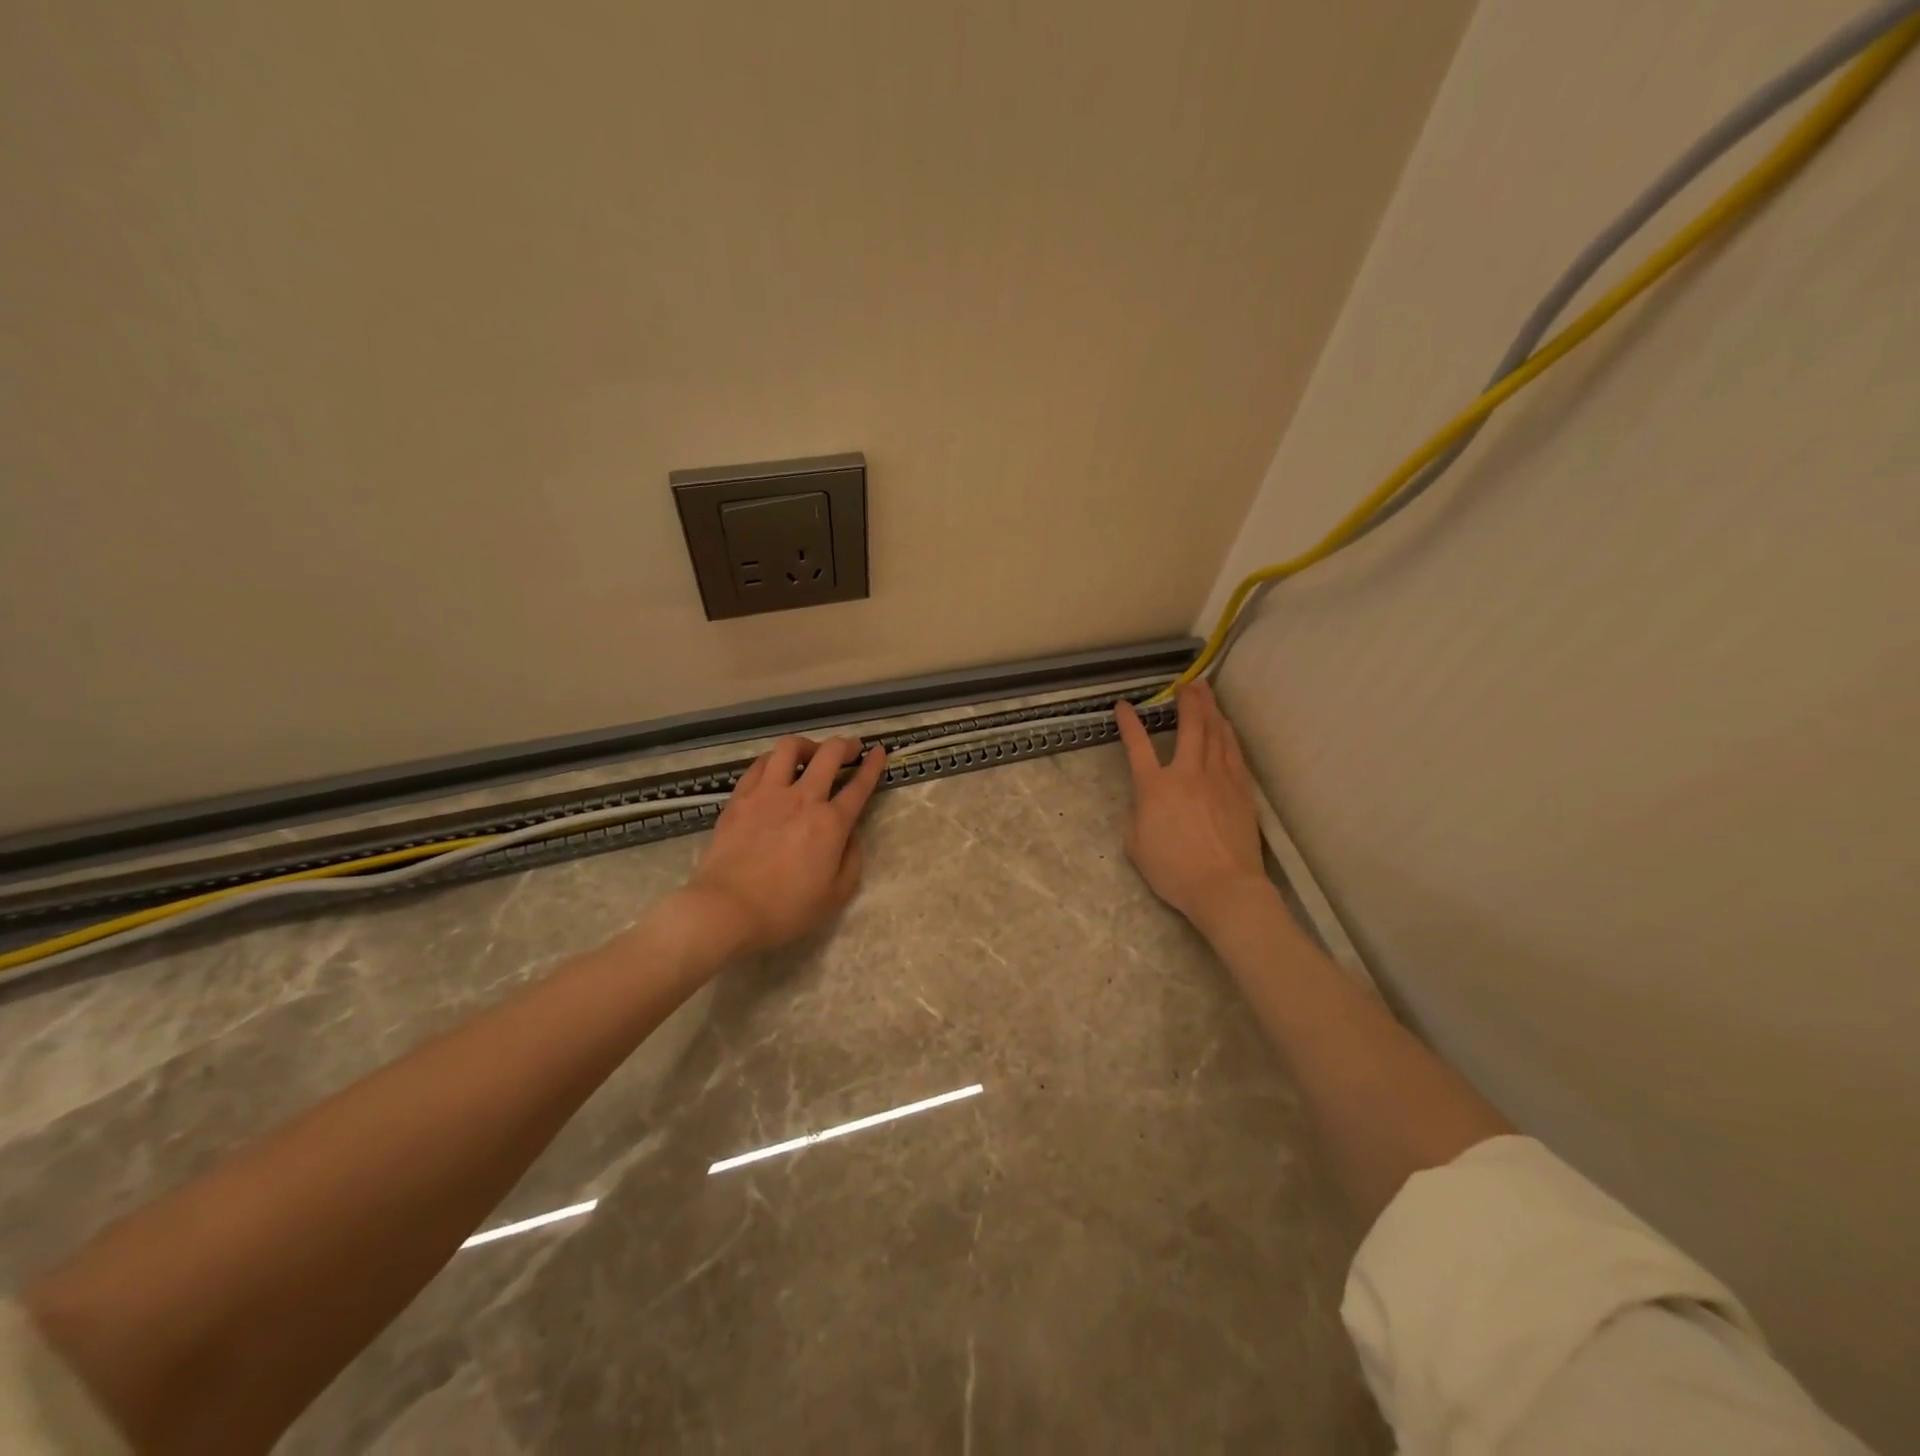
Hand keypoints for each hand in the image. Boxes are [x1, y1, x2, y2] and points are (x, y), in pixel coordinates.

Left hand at [680, 735, 886, 953]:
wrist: (727, 908)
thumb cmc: (786, 909)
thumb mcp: (836, 895)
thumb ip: (851, 859)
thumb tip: (850, 835)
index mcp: (831, 823)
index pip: (859, 785)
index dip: (872, 766)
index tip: (879, 751)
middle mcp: (803, 798)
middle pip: (829, 754)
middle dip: (845, 745)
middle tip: (850, 749)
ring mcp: (768, 794)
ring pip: (789, 749)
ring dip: (806, 746)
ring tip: (809, 755)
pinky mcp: (740, 798)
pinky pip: (759, 765)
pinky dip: (773, 761)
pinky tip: (774, 769)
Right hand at [1115, 682, 1266, 927]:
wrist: (1224, 887)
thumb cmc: (1174, 871)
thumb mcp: (1136, 846)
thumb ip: (1138, 816)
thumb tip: (1148, 805)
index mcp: (1155, 787)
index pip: (1138, 746)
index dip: (1129, 723)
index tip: (1125, 706)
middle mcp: (1187, 773)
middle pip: (1190, 726)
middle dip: (1187, 701)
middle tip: (1187, 683)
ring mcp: (1219, 779)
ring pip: (1216, 733)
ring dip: (1210, 709)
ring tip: (1206, 693)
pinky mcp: (1241, 790)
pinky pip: (1234, 753)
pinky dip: (1228, 734)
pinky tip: (1227, 726)